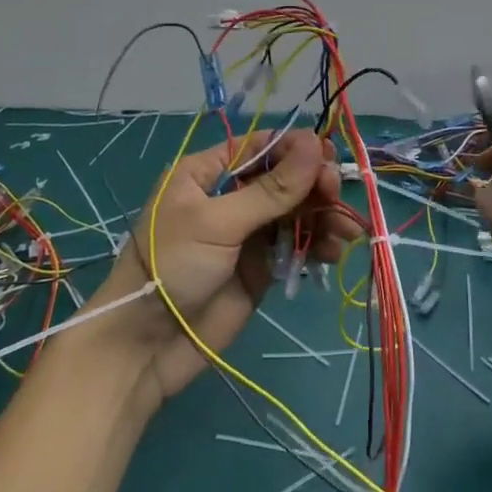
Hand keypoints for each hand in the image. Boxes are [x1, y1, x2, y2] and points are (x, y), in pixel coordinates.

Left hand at [82, 130, 356, 409]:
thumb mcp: (218, 222)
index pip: (260, 147)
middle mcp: (230, 197)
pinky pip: (296, 245)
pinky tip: (334, 251)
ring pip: (296, 212)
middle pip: (284, 179)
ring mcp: (247, 233)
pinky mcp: (261, 267)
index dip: (295, 149)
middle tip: (334, 195)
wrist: (145, 347)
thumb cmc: (171, 268)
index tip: (327, 154)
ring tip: (345, 230)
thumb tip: (313, 143)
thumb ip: (270, 189)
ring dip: (323, 216)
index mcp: (208, 173)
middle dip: (313, 184)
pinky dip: (318, 245)